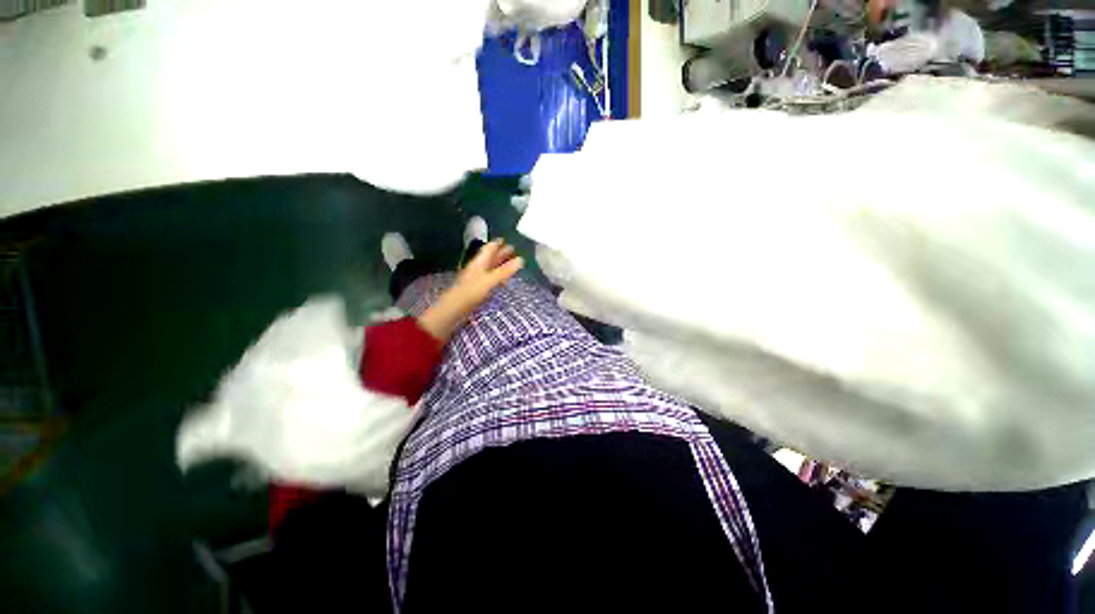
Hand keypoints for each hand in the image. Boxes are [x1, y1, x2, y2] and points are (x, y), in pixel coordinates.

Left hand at [454, 239, 523, 305]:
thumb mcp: (490, 280)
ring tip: (510, 263)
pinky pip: (490, 278)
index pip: (490, 248)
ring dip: (500, 265)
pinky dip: (497, 276)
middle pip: (490, 257)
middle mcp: (478, 267)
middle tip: (512, 249)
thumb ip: (505, 270)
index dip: (497, 243)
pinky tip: (502, 281)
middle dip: (501, 253)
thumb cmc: (472, 291)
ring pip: (490, 268)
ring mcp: (477, 278)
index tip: (505, 239)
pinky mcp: (478, 288)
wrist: (455, 307)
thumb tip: (521, 259)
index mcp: (480, 262)